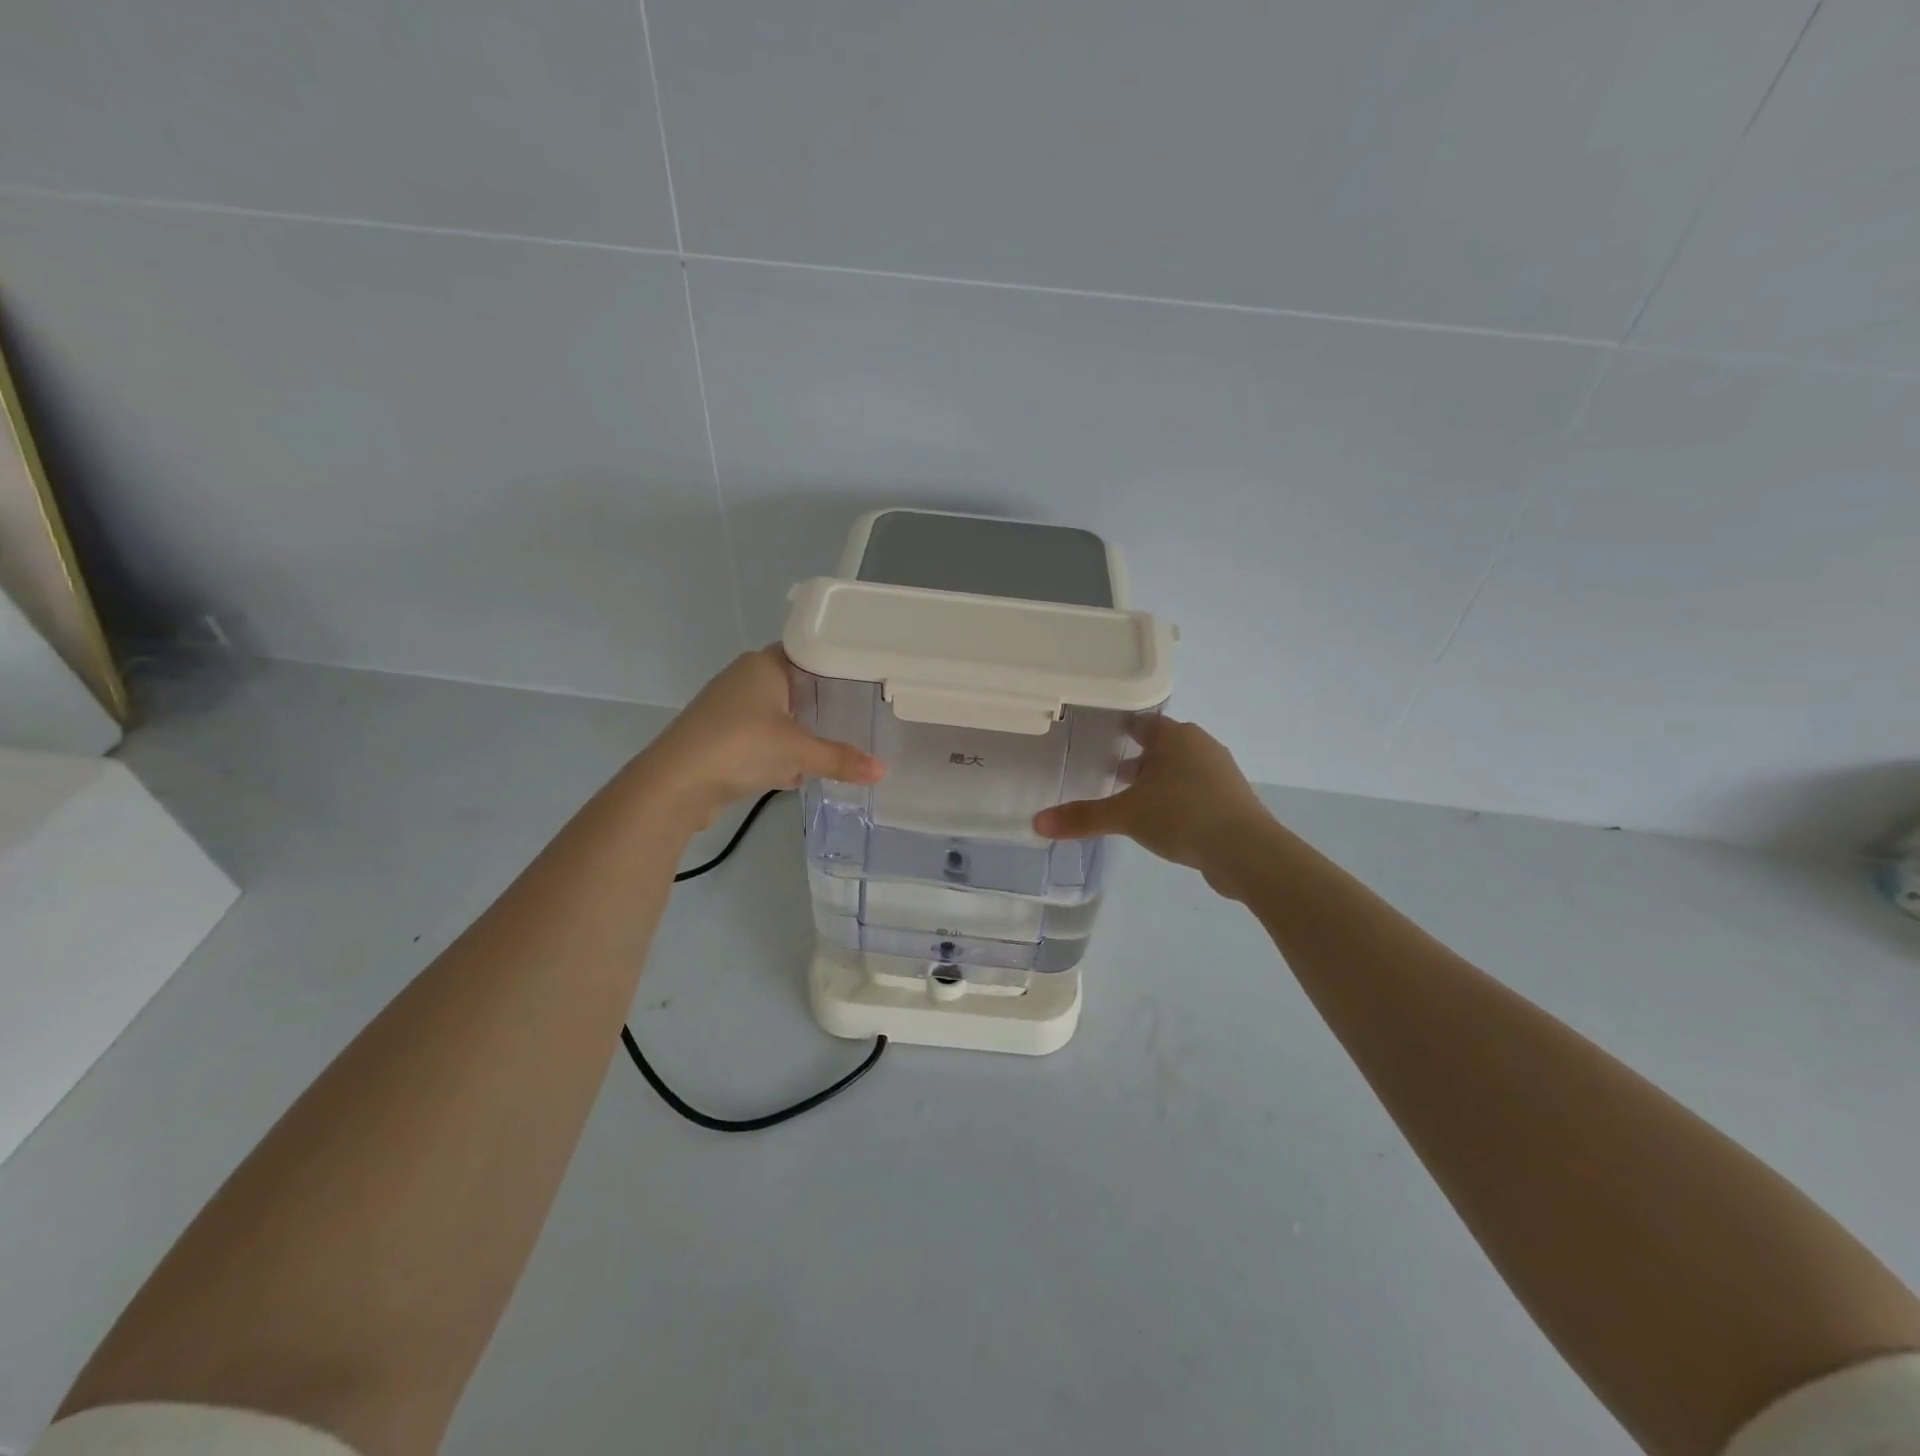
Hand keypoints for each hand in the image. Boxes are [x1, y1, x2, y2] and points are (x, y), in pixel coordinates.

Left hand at [638, 648, 883, 824]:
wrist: (675, 784)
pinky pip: (761, 740)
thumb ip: (841, 759)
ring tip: (837, 744)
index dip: (835, 666)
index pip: (807, 653)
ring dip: (799, 733)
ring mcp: (729, 710)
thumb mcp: (799, 752)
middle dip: (822, 705)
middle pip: (794, 687)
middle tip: (860, 715)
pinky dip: (779, 753)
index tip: (866, 681)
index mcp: (762, 665)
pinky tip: (799, 773)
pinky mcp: (720, 739)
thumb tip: (883, 771)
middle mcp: (744, 679)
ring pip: (777, 716)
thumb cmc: (740, 746)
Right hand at [1033, 717, 1269, 885]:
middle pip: (1160, 745)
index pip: (1140, 722)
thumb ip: (1082, 817)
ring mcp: (1220, 772)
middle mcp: (1200, 745)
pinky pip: (1195, 790)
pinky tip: (1162, 821)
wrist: (1247, 852)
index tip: (1094, 741)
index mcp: (1175, 736)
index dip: (1117, 730)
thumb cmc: (1182, 816)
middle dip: (1135, 758)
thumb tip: (1036, 822)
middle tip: (1105, 773)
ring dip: (1156, 780)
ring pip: (1179, 768)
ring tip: (1130, 801)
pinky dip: (1176, 799)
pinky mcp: (1232, 799)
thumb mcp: (1125, 815)